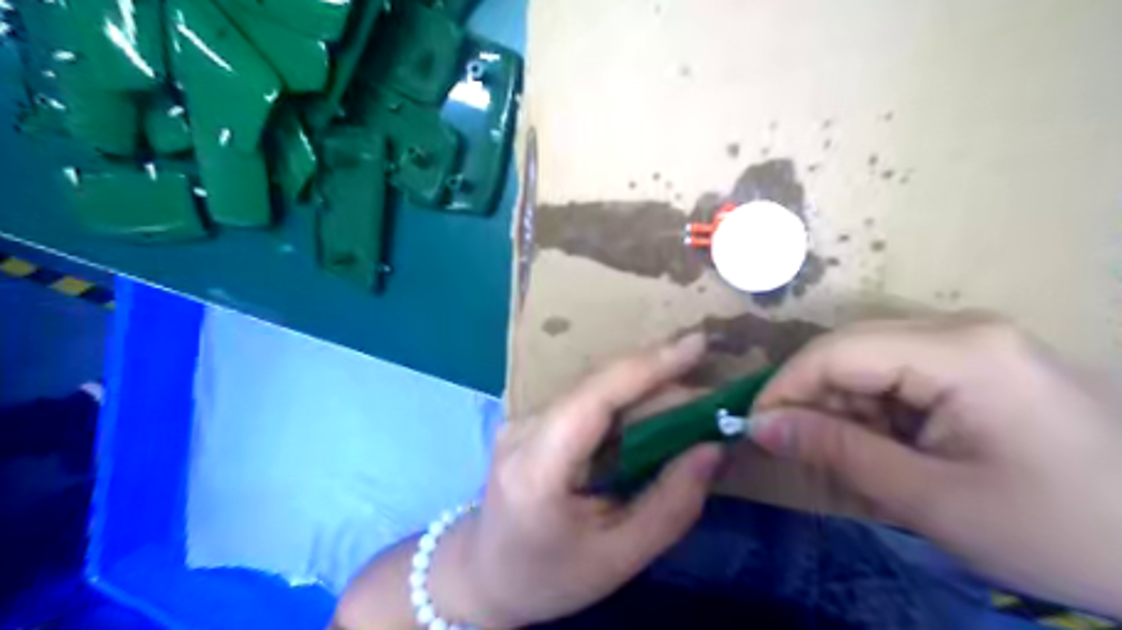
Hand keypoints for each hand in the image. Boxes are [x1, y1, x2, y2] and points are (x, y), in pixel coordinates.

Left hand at [430, 332, 727, 627]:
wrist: (485, 576)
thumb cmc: (550, 576)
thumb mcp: (619, 558)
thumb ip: (672, 504)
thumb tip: (713, 449)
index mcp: (537, 468)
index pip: (594, 399)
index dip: (648, 366)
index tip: (698, 345)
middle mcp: (522, 429)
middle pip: (599, 388)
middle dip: (660, 382)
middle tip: (712, 396)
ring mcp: (520, 420)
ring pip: (594, 389)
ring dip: (646, 391)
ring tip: (693, 405)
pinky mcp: (529, 421)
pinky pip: (585, 401)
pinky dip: (626, 403)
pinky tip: (655, 414)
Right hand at [749, 316, 1120, 616]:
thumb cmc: (1063, 532)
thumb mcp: (932, 499)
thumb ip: (837, 452)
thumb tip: (759, 424)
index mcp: (959, 351)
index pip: (836, 351)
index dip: (784, 387)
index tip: (753, 429)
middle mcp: (962, 329)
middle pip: (851, 351)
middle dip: (817, 403)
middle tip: (804, 456)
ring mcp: (975, 344)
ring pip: (871, 364)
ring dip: (848, 414)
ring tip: (857, 468)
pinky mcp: (982, 364)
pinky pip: (902, 377)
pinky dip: (880, 416)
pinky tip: (893, 456)